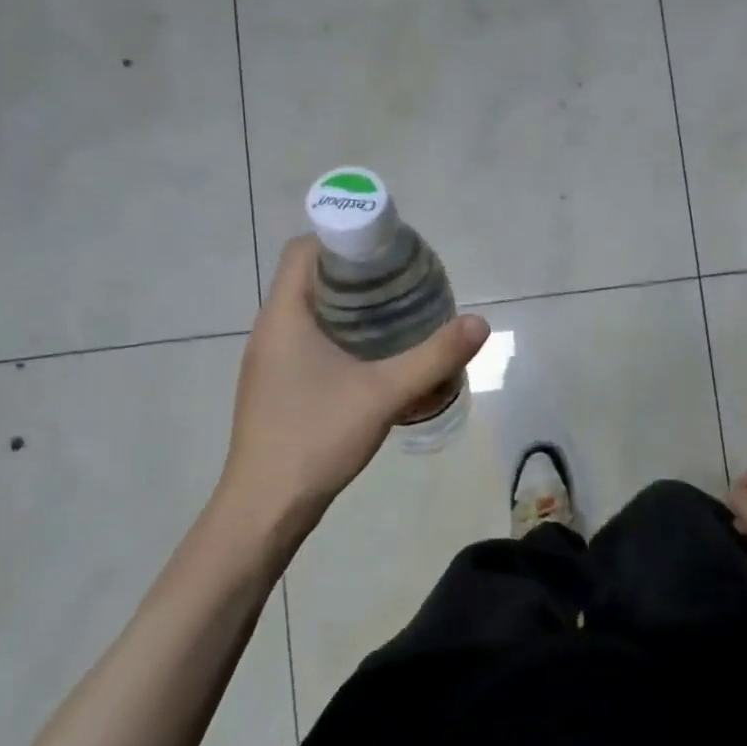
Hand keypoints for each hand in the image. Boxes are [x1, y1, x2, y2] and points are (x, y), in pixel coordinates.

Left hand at [212, 235, 489, 534]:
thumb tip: (480, 323)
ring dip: (352, 308)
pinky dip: (343, 336)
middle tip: (406, 283)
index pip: (306, 250)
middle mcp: (271, 329)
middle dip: (359, 274)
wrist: (266, 507)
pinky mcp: (277, 386)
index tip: (389, 252)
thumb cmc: (317, 438)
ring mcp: (270, 360)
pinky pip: (311, 341)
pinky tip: (376, 359)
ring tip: (400, 316)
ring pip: (312, 312)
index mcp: (285, 315)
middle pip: (312, 278)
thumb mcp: (384, 394)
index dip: (346, 238)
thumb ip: (434, 357)